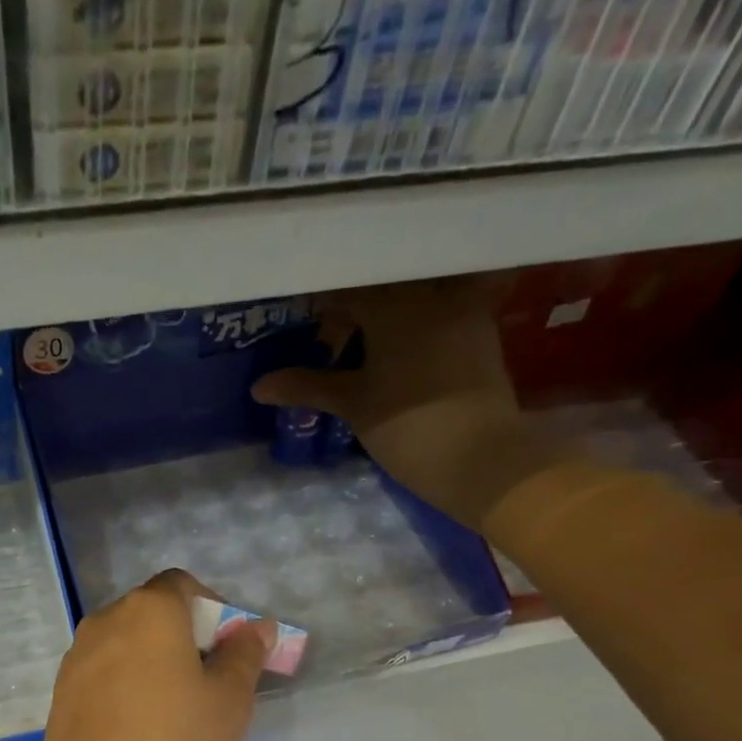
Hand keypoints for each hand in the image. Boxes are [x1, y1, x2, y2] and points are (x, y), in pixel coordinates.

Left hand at [24, 570, 272, 740]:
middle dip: (184, 636)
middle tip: (207, 683)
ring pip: (125, 644)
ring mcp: (76, 657)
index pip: (182, 585)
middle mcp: (105, 621)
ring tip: (174, 712)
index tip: (227, 649)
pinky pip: (103, 673)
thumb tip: (255, 628)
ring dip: (153, 661)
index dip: (211, 608)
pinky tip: (139, 730)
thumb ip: (244, 655)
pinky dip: (125, 685)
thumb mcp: (228, 701)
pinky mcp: (61, 693)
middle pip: (151, 612)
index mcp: (148, 610)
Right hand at [252, 277, 573, 528]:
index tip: (300, 319)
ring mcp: (463, 308)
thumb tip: (259, 386)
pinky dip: (417, 320)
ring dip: (389, 309)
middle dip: (355, 304)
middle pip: (384, 284)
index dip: (319, 303)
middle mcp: (431, 292)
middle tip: (330, 331)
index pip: (346, 289)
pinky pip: (443, 309)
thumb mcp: (353, 405)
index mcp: (394, 303)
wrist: (482, 457)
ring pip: (416, 293)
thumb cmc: (408, 426)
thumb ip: (308, 386)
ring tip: (364, 339)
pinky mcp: (481, 331)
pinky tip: (399, 347)